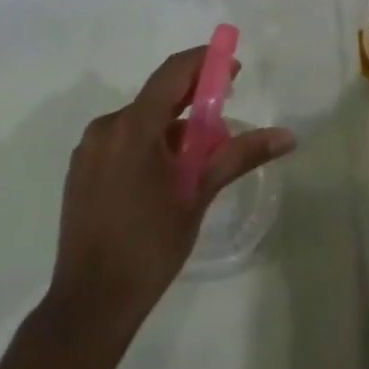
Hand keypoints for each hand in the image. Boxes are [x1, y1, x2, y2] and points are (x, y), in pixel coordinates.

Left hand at [47, 48, 294, 336]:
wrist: (89, 305)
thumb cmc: (149, 246)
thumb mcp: (198, 195)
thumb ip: (239, 156)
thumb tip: (287, 136)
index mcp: (133, 127)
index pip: (173, 72)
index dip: (205, 62)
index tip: (234, 68)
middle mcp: (106, 128)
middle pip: (157, 95)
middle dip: (193, 96)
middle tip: (225, 108)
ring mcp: (89, 150)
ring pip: (140, 120)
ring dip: (172, 124)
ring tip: (201, 151)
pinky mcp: (81, 171)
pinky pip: (122, 140)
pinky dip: (150, 142)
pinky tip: (168, 171)